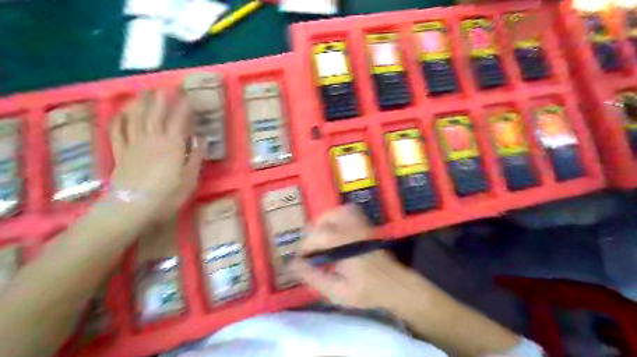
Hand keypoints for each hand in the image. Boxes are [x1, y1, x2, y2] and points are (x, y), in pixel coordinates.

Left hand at [107, 90, 199, 221]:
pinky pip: (118, 130)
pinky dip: (119, 118)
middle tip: (168, 86)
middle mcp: (152, 139)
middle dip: (163, 98)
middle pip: (157, 113)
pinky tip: (122, 111)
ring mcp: (133, 144)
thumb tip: (202, 139)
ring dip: (142, 102)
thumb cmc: (166, 196)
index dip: (185, 107)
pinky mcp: (120, 152)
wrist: (131, 208)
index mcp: (172, 145)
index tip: (190, 97)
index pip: (180, 120)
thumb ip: (196, 157)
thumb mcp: (189, 179)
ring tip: (146, 91)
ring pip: (137, 117)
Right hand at [294, 204, 427, 310]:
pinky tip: (334, 233)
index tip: (301, 260)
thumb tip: (293, 265)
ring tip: (320, 240)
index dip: (304, 246)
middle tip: (310, 250)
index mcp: (345, 245)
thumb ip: (314, 278)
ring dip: (323, 223)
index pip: (317, 236)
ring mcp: (360, 225)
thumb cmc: (367, 291)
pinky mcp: (365, 225)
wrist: (395, 286)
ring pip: (336, 211)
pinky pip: (347, 212)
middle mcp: (353, 230)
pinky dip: (336, 217)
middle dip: (312, 232)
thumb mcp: (337, 292)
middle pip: (326, 218)